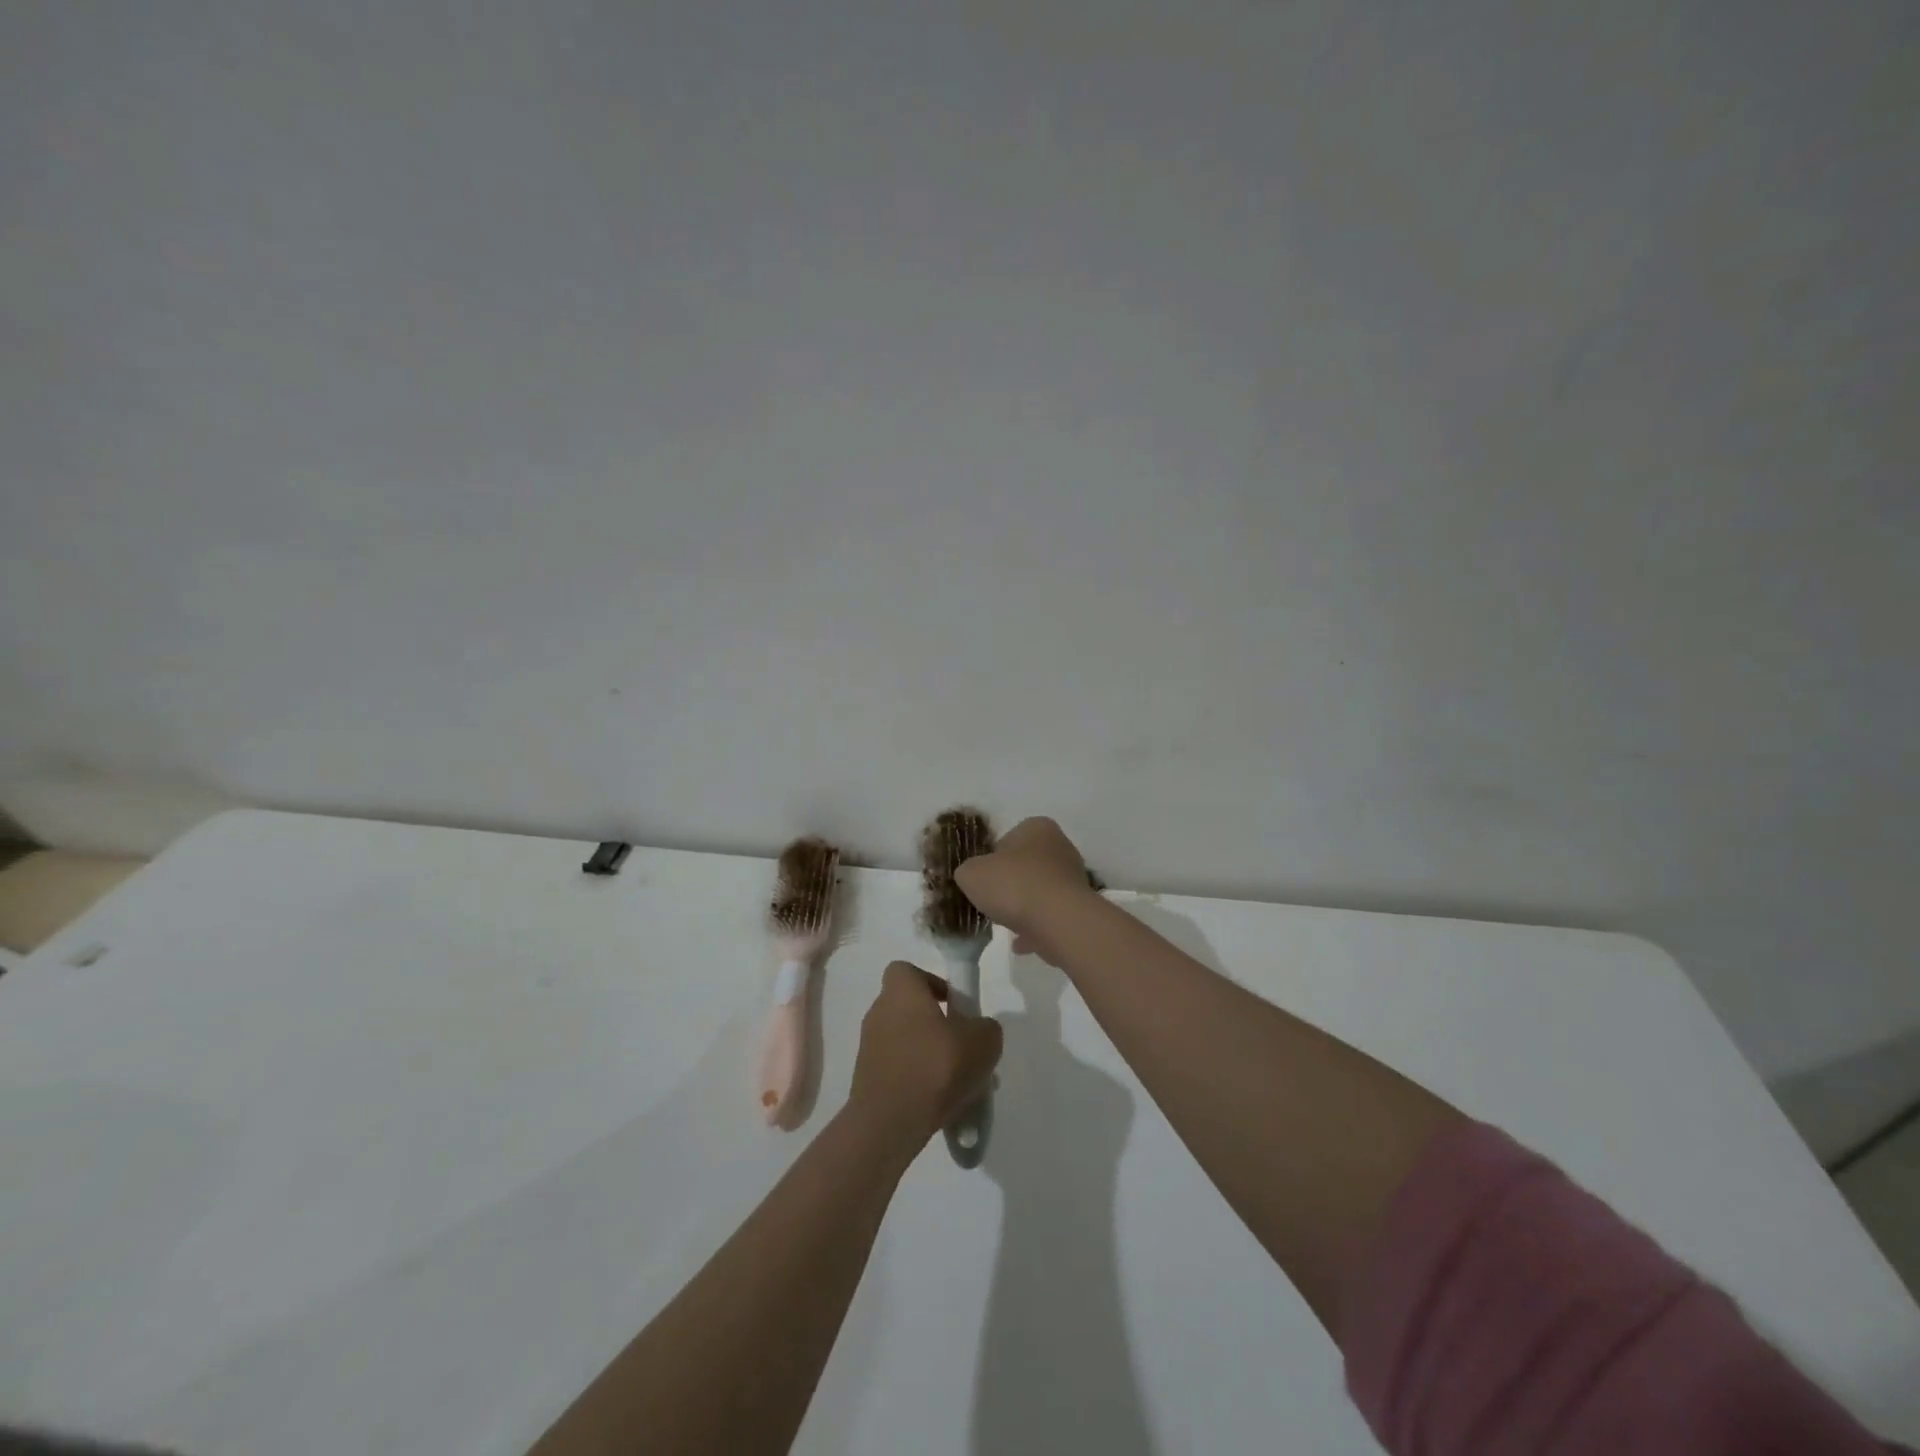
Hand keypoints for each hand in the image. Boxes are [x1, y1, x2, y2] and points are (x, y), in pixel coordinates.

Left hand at [849, 962, 1002, 1149]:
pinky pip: (899, 1070)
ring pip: (907, 1043)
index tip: (953, 1005)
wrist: (889, 1123)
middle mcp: (879, 1012)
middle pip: (911, 1009)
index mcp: (900, 992)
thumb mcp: (982, 1042)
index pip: (907, 971)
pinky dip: (917, 1080)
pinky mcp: (866, 1080)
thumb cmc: (935, 1067)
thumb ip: (986, 1028)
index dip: (932, 983)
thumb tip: (979, 1030)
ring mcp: (869, 1048)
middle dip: (936, 1025)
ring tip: (958, 1083)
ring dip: (929, 1056)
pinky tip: (940, 1103)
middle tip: (962, 1048)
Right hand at [953, 816, 1096, 964]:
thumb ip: (968, 871)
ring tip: (1005, 923)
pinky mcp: (1079, 908)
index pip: (1008, 839)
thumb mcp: (971, 874)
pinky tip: (1020, 943)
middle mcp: (1060, 847)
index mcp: (1037, 828)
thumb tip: (972, 877)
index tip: (982, 879)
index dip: (991, 859)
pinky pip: (1051, 916)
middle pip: (1027, 865)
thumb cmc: (1013, 885)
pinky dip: (1036, 928)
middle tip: (992, 900)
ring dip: (1024, 906)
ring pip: (1040, 891)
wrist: (1059, 920)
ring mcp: (1073, 879)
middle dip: (1010, 883)